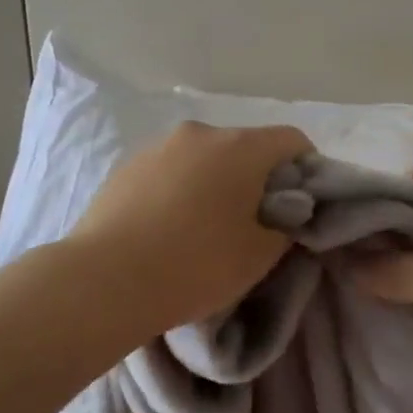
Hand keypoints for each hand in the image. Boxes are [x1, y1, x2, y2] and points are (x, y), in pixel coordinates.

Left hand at [69, 121, 312, 328]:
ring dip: (216, 182)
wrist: (105, 280)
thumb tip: (285, 211)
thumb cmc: (196, 264)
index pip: (292, 141)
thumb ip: (286, 225)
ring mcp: (159, 146)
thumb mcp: (259, 254)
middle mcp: (201, 132)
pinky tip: (168, 228)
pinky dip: (181, 189)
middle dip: (258, 178)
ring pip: (204, 158)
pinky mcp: (127, 165)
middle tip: (254, 223)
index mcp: (241, 147)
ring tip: (204, 228)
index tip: (300, 206)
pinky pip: (170, 170)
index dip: (306, 170)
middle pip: (246, 147)